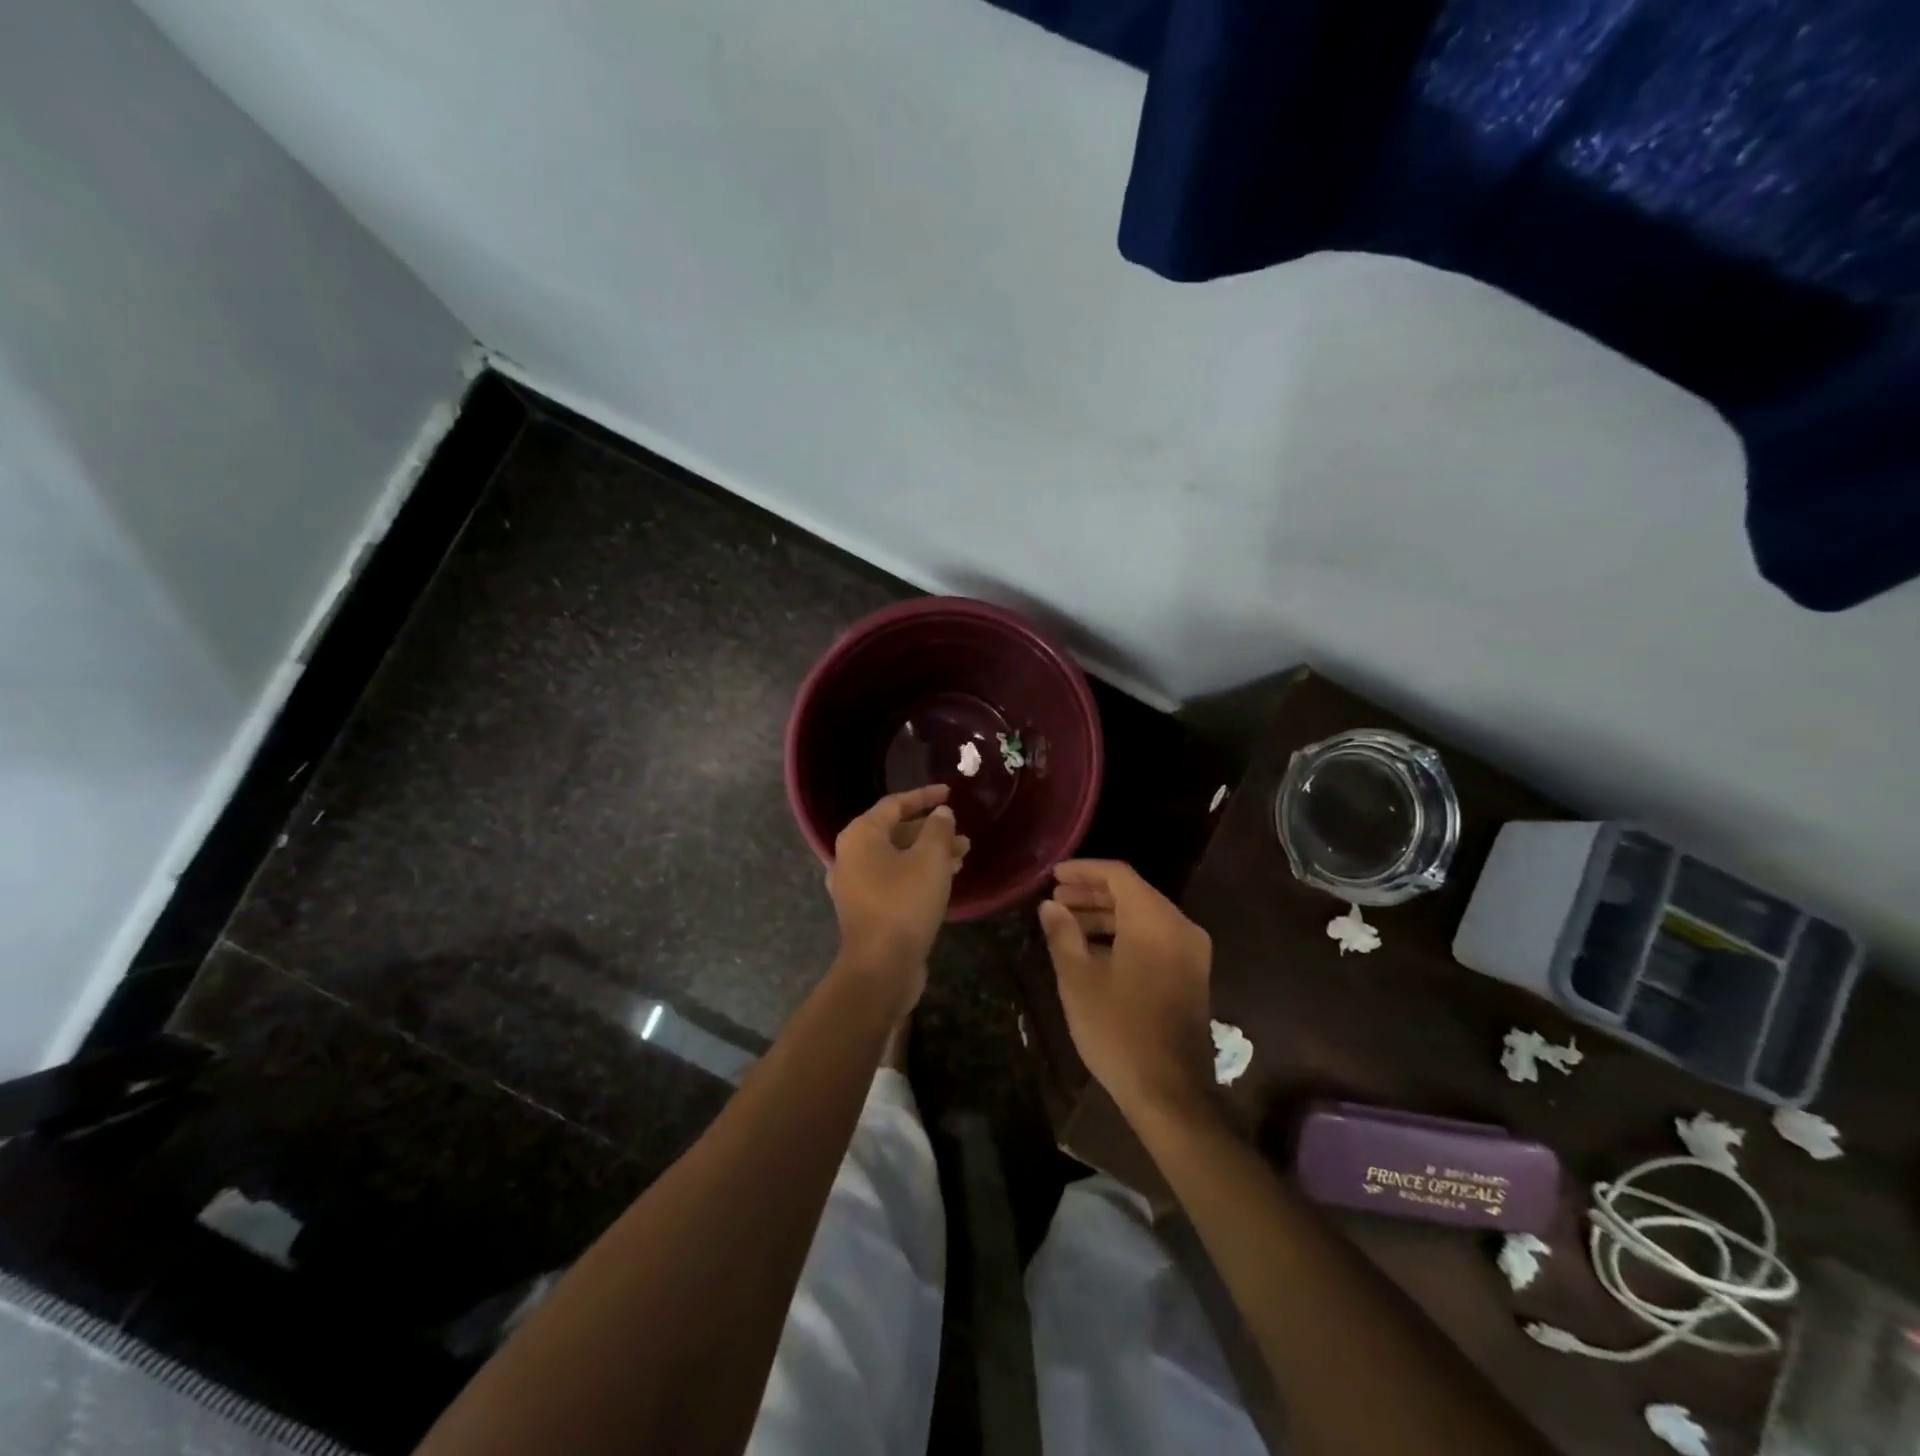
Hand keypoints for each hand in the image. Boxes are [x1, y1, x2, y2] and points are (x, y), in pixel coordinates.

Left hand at [828, 785, 970, 1005]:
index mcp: (860, 835)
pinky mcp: (867, 908)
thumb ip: (938, 829)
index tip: (950, 793)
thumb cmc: (904, 903)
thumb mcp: (929, 859)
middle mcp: (851, 856)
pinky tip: (946, 879)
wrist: (881, 967)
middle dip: (931, 830)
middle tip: (962, 834)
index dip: (924, 796)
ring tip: (962, 856)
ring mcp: (856, 884)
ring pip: (898, 858)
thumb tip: (941, 813)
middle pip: (895, 831)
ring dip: (930, 853)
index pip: (895, 804)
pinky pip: (895, 879)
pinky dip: (919, 873)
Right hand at [1038, 860, 1213, 1118]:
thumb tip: (1050, 906)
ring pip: (1144, 916)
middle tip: (1056, 900)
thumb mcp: (1078, 980)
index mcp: (1155, 921)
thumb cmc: (1118, 1030)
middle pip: (1133, 893)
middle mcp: (1180, 927)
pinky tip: (1094, 950)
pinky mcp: (1191, 974)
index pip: (1118, 875)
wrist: (1169, 1092)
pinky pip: (1156, 937)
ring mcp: (1191, 952)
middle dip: (1092, 893)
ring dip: (1106, 915)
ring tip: (1068, 924)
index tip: (1054, 876)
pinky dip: (1125, 934)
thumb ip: (1062, 934)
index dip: (1084, 870)